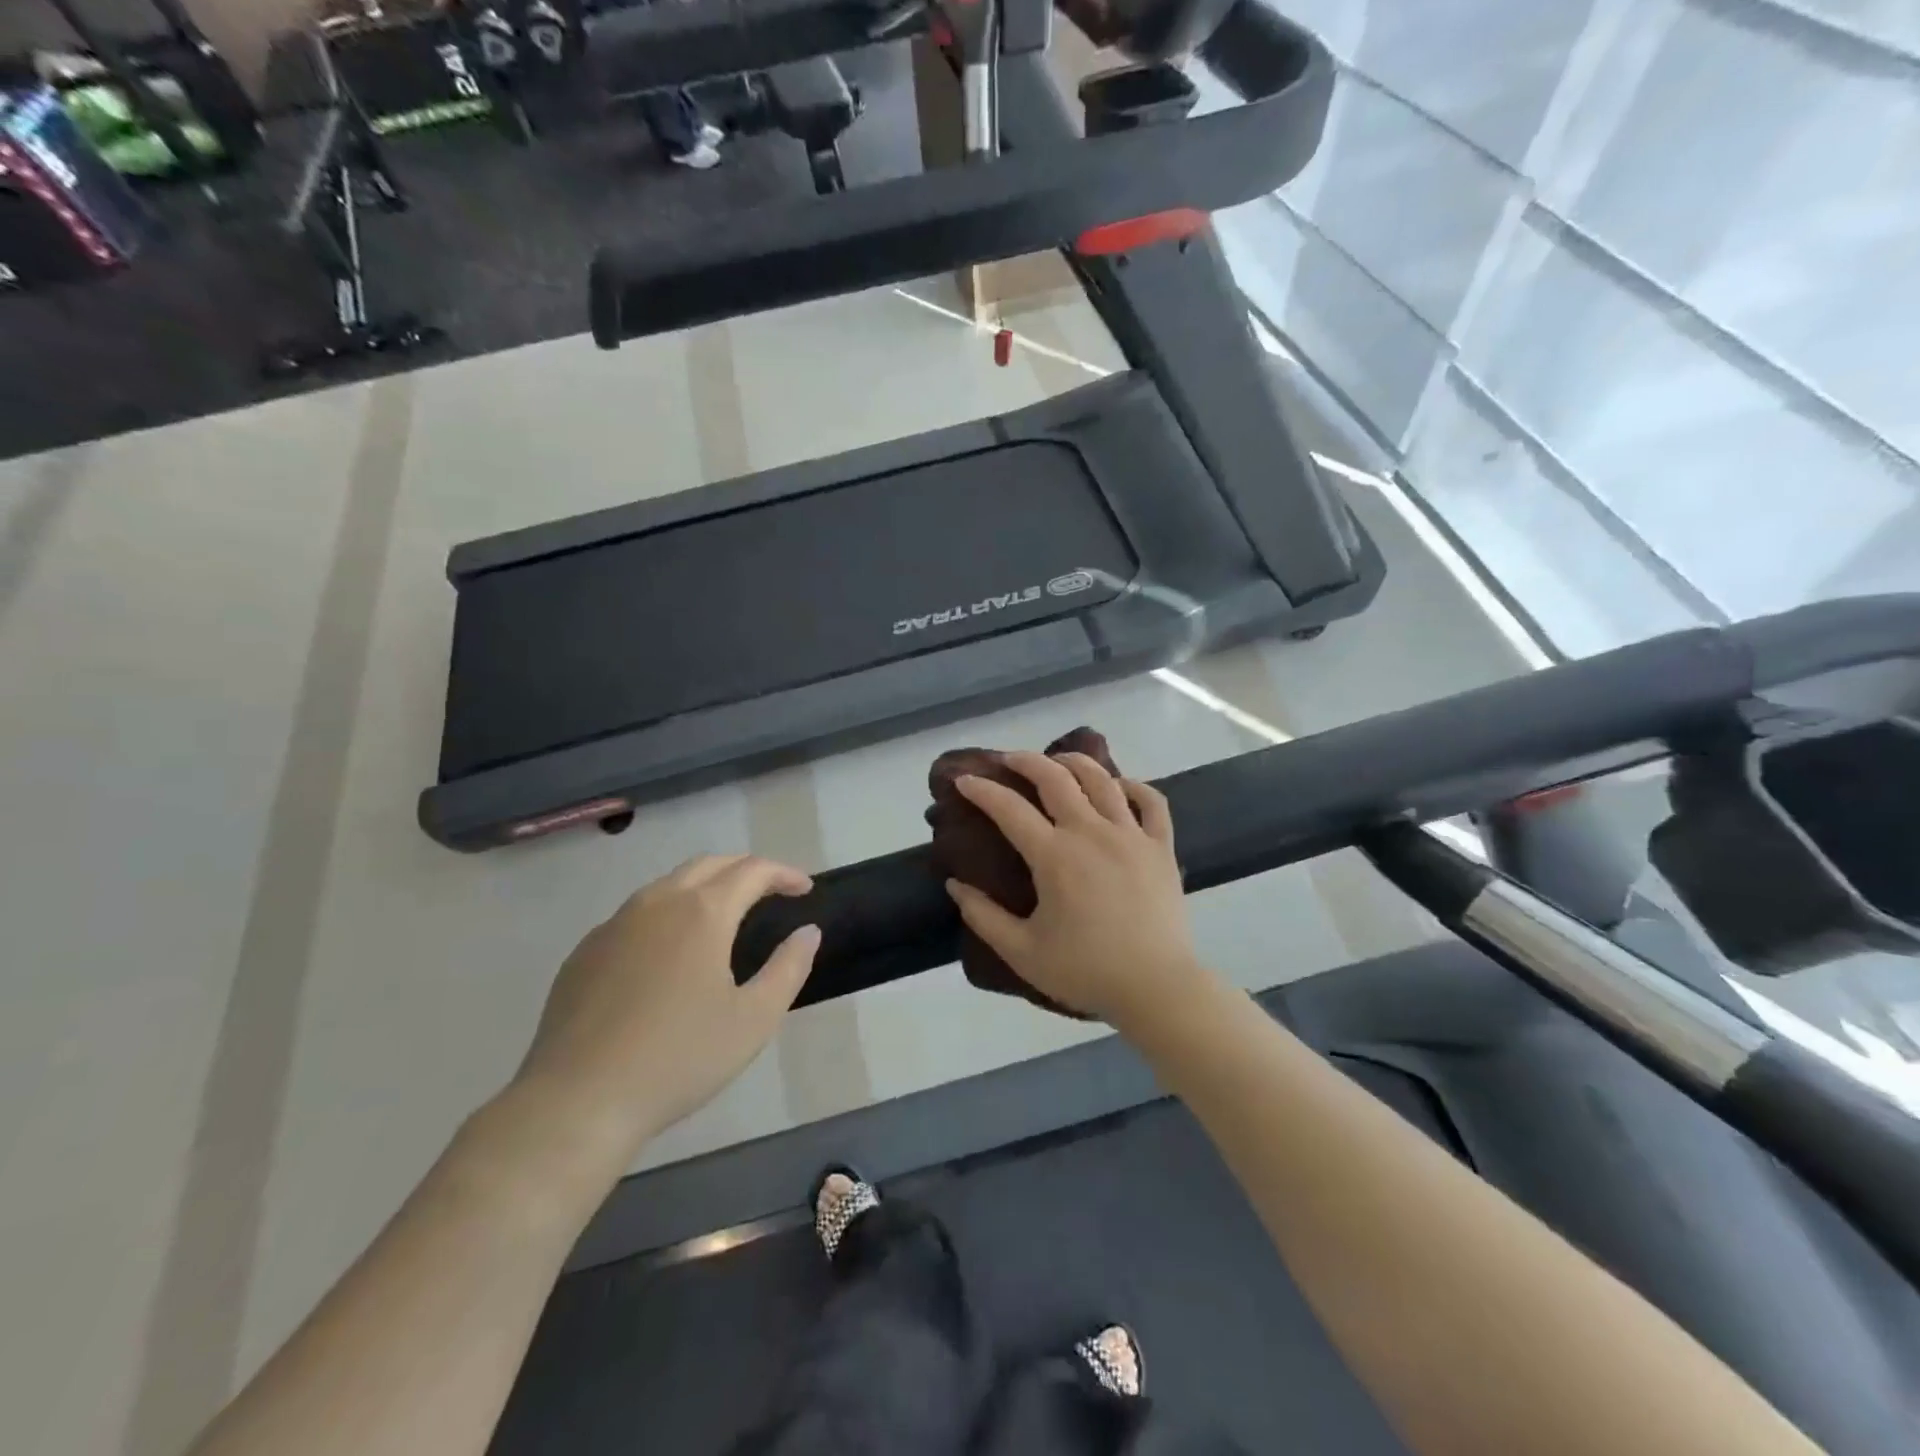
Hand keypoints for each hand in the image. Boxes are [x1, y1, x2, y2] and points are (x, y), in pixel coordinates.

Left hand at [513, 855, 819, 1161]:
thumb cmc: (679, 1058)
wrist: (577, 1101)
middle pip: (710, 864)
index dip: (784, 873)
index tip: (805, 889)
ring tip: (725, 915)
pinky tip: (670, 952)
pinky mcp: (586, 951)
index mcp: (702, 911)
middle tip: (771, 891)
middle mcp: (658, 902)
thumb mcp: (754, 1019)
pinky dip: (667, 913)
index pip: (753, 870)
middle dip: (746, 869)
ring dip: (706, 886)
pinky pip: (636, 914)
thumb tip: (807, 932)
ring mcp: (615, 924)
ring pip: (669, 884)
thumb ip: (789, 968)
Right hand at [944, 752, 1207, 1026]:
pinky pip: (1151, 802)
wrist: (1157, 988)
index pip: (1009, 809)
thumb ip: (983, 916)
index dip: (982, 790)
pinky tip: (1120, 786)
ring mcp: (1131, 835)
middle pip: (1056, 778)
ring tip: (1059, 760)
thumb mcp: (1022, 952)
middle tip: (1009, 759)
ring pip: (1102, 779)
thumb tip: (955, 885)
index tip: (964, 780)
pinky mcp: (1161, 847)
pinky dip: (1134, 786)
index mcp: (1054, 856)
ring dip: (1075, 762)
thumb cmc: (1086, 971)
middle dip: (1026, 761)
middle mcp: (1091, 832)